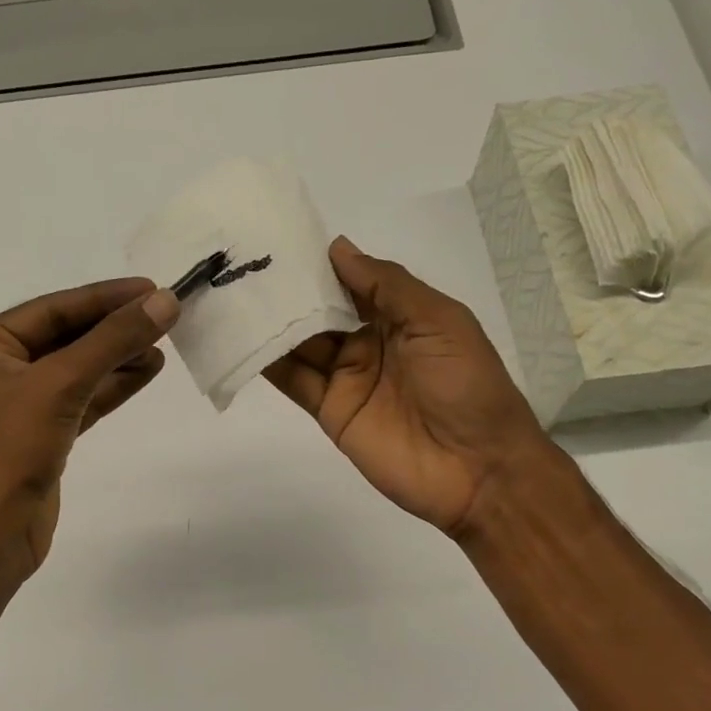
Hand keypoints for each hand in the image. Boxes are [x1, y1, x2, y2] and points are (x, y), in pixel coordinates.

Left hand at [0, 278, 177, 582]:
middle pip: (66, 337)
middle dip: (114, 328)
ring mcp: (20, 404)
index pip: (53, 309)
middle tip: (163, 315)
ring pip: (77, 369)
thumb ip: (112, 341)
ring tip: (163, 343)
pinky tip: (146, 371)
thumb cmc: (11, 451)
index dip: (104, 297)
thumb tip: (164, 301)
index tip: (152, 288)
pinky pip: (81, 399)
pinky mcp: (42, 434)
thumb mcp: (61, 385)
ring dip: (118, 357)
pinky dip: (112, 386)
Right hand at [264, 237, 552, 537]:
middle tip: (244, 264)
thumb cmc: (467, 385)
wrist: (476, 469)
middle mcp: (369, 342)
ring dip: (273, 322)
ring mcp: (347, 378)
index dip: (321, 264)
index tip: (281, 241)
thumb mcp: (439, 321)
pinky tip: (243, 339)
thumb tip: (337, 248)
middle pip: (321, 312)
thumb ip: (387, 286)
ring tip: (233, 294)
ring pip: (301, 344)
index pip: (351, 282)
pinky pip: (296, 382)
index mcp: (401, 316)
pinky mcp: (330, 412)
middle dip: (289, 291)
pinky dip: (270, 363)